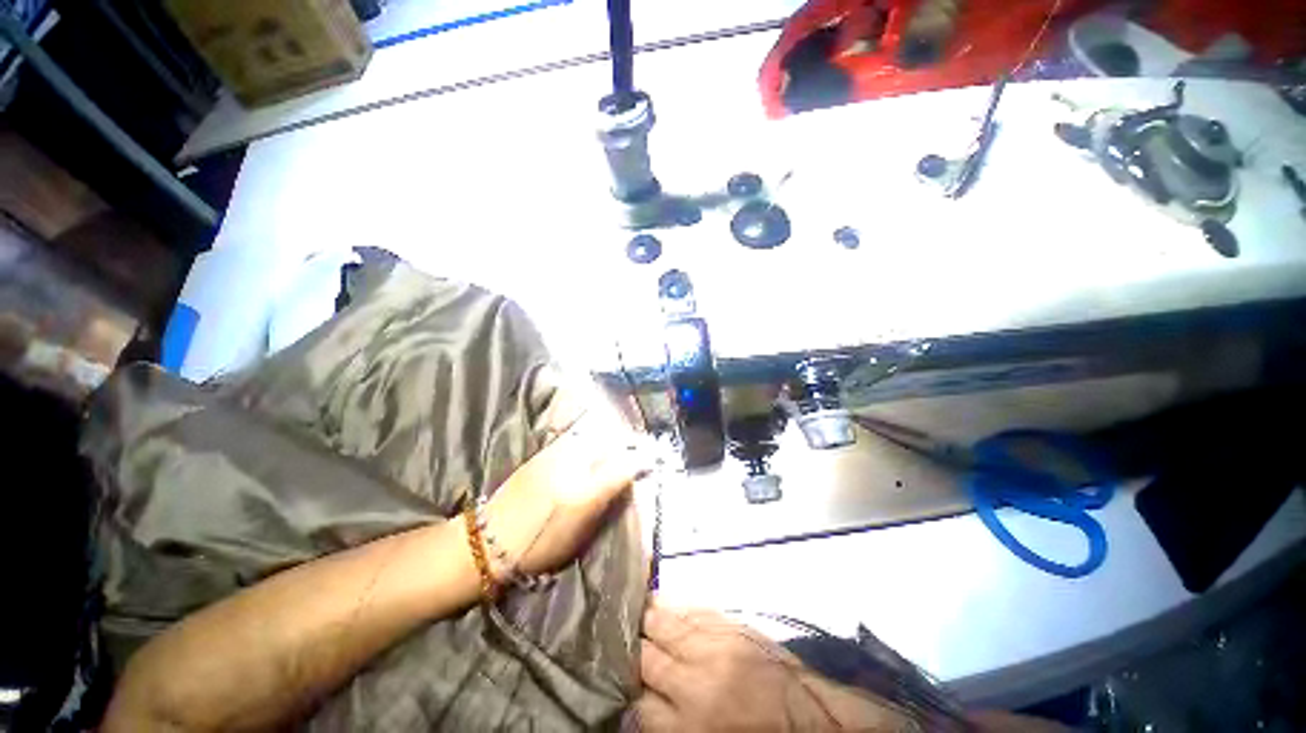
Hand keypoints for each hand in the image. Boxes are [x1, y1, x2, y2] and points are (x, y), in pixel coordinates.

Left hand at [483, 399, 652, 576]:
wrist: (489, 540)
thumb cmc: (539, 546)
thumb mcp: (580, 532)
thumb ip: (606, 501)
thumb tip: (627, 479)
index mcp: (584, 493)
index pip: (622, 466)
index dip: (642, 460)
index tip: (655, 459)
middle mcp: (572, 466)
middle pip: (610, 443)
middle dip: (629, 442)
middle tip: (640, 448)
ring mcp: (556, 455)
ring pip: (593, 434)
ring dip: (611, 435)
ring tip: (620, 441)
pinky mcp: (543, 452)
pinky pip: (575, 434)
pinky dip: (591, 433)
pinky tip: (594, 438)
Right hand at [637, 605, 916, 731]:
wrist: (809, 717)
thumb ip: (666, 724)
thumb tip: (634, 703)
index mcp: (689, 725)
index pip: (636, 701)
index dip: (621, 686)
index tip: (610, 672)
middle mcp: (695, 680)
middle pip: (645, 656)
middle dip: (627, 646)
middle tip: (610, 632)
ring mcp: (714, 645)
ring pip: (664, 624)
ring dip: (643, 617)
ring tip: (626, 607)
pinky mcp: (730, 624)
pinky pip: (690, 609)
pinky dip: (670, 604)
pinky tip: (656, 599)